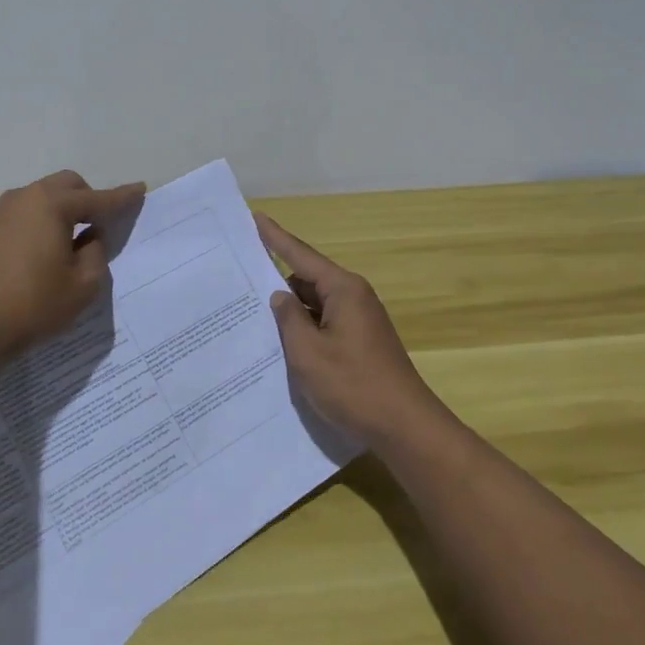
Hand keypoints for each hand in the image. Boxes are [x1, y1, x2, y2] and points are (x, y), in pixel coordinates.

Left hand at [0, 170, 145, 366]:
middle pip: (65, 185)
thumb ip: (95, 255)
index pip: (97, 199)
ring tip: (67, 244)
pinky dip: (36, 225)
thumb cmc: (31, 306)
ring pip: (39, 198)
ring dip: (59, 211)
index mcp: (52, 205)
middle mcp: (23, 198)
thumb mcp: (82, 287)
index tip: (140, 189)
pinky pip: (19, 216)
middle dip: (87, 198)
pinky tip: (36, 256)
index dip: (122, 197)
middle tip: (99, 225)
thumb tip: (88, 238)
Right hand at [256, 213, 443, 448]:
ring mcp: (360, 321)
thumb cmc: (353, 385)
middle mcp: (353, 297)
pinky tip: (282, 344)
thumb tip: (280, 296)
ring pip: (315, 305)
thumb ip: (289, 319)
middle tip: (240, 282)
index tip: (255, 217)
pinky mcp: (361, 342)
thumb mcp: (308, 353)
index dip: (275, 237)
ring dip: (291, 312)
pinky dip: (305, 329)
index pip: (301, 255)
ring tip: (252, 317)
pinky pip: (325, 324)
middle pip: (307, 279)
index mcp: (343, 290)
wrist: (404, 427)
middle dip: (277, 281)